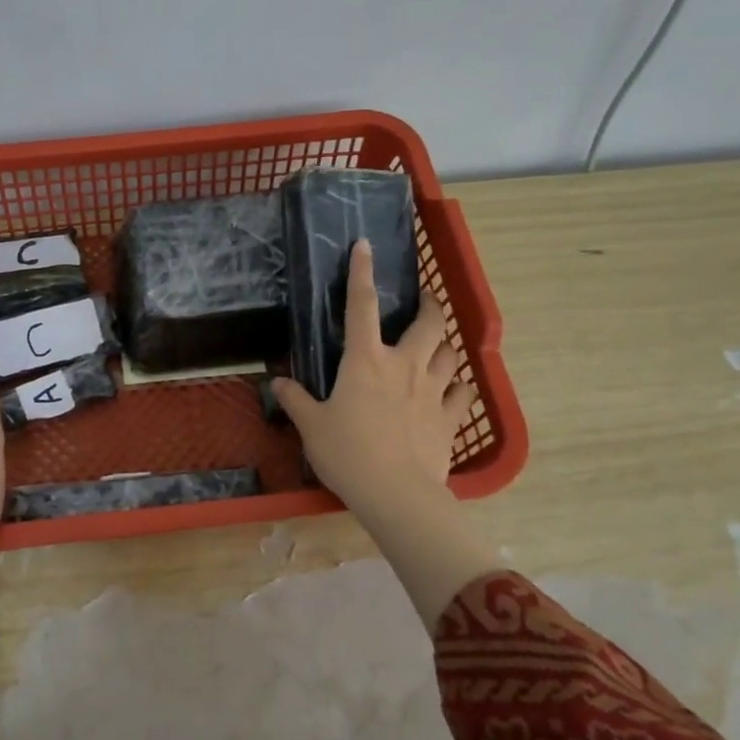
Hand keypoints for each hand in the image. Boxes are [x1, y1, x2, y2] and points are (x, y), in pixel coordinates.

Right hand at [271, 240, 498, 621]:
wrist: (395, 493)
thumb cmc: (347, 454)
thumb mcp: (312, 426)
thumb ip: (296, 400)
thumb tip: (277, 381)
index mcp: (365, 360)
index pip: (361, 305)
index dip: (361, 272)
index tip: (365, 246)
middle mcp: (404, 365)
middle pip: (428, 322)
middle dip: (429, 304)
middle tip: (423, 300)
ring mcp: (432, 390)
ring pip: (449, 352)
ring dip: (443, 343)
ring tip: (435, 344)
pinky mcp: (450, 418)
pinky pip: (462, 393)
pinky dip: (457, 386)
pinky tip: (451, 390)